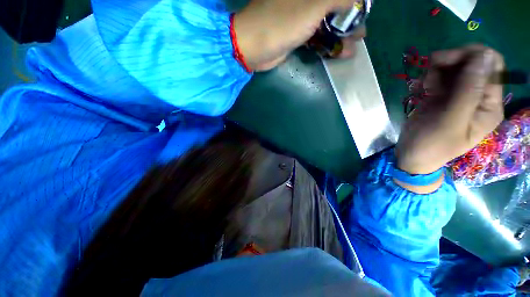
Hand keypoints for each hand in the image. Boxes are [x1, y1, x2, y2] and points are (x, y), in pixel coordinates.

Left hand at [234, 0, 365, 70]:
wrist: (255, 48)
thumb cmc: (281, 23)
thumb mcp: (313, 6)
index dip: (351, 2)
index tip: (361, 10)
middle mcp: (305, 0)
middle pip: (333, 6)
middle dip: (348, 19)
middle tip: (360, 32)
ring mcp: (300, 17)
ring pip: (326, 22)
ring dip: (340, 34)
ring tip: (352, 46)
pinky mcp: (296, 34)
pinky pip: (316, 36)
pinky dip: (327, 43)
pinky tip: (337, 52)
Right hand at [395, 45, 504, 174]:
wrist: (411, 155)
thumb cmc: (432, 144)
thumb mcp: (451, 121)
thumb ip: (468, 91)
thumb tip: (483, 56)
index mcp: (488, 105)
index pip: (492, 67)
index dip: (473, 55)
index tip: (448, 59)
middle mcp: (477, 96)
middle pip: (473, 63)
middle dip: (452, 60)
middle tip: (431, 67)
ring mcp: (459, 96)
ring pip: (454, 68)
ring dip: (438, 70)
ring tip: (425, 85)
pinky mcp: (442, 97)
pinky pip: (440, 77)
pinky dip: (430, 78)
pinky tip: (422, 88)